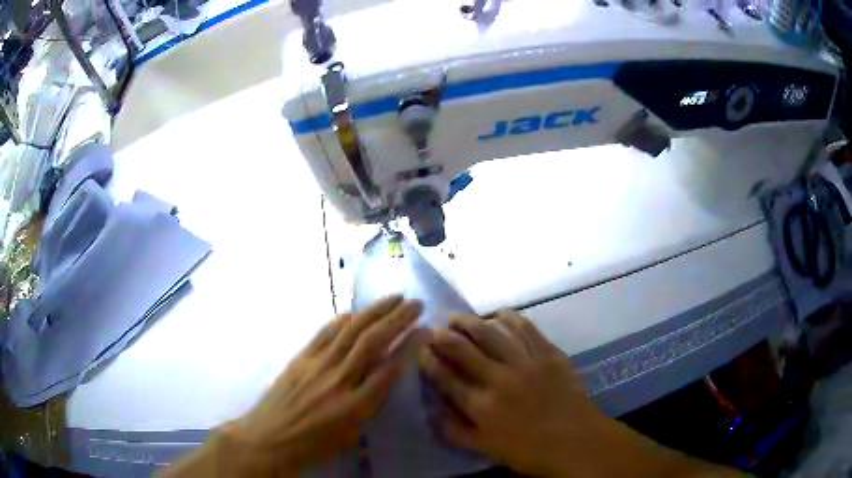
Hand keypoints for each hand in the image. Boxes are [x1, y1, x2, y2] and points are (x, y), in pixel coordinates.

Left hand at [223, 296, 425, 474]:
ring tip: (394, 297)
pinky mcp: (300, 358)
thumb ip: (370, 406)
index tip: (426, 330)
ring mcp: (317, 366)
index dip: (411, 346)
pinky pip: (324, 333)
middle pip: (373, 342)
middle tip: (417, 303)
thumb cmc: (313, 445)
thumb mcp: (351, 436)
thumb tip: (385, 377)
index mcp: (355, 407)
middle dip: (398, 318)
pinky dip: (342, 320)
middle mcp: (338, 381)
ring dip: (375, 311)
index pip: (390, 369)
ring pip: (351, 331)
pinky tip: (355, 312)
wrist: (268, 438)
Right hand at [419, 311, 608, 476]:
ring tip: (457, 317)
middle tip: (434, 328)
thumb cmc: (530, 452)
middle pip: (463, 350)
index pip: (446, 378)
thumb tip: (432, 412)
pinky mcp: (549, 354)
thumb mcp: (486, 449)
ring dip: (470, 322)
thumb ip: (456, 431)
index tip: (421, 350)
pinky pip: (526, 329)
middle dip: (443, 336)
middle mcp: (499, 380)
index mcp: (481, 407)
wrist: (577, 442)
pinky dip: (510, 318)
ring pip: (491, 334)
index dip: (429, 361)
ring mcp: (526, 363)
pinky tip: (500, 315)